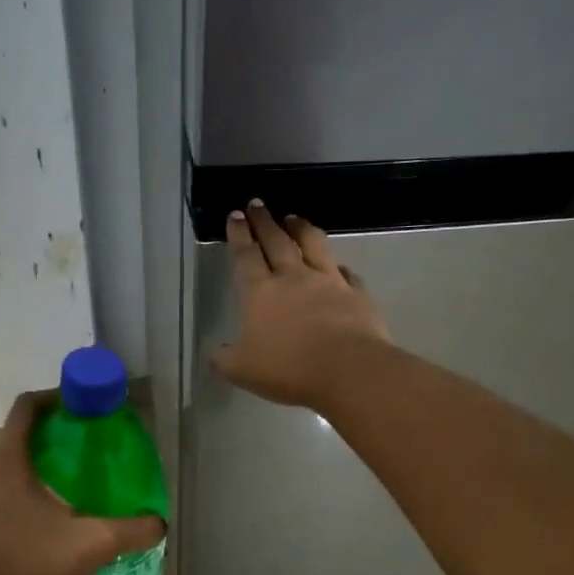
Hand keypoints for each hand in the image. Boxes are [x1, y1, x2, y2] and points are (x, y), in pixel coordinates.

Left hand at [0, 392, 165, 574]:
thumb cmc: (32, 573)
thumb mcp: (91, 546)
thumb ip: (131, 529)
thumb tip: (161, 523)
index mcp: (5, 466)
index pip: (25, 410)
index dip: (53, 399)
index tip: (80, 406)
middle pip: (16, 442)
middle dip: (50, 442)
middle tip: (86, 454)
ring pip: (3, 475)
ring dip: (33, 475)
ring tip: (68, 493)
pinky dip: (16, 502)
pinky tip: (40, 528)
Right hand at [211, 201, 389, 408]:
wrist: (348, 369)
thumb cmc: (288, 368)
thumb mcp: (242, 370)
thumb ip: (225, 360)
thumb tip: (217, 353)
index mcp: (261, 292)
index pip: (246, 255)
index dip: (238, 234)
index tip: (235, 214)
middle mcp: (294, 278)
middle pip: (277, 241)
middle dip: (264, 221)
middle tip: (257, 204)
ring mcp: (329, 282)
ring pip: (313, 245)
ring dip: (301, 229)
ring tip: (294, 218)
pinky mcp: (357, 294)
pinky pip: (347, 274)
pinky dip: (339, 268)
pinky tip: (339, 267)